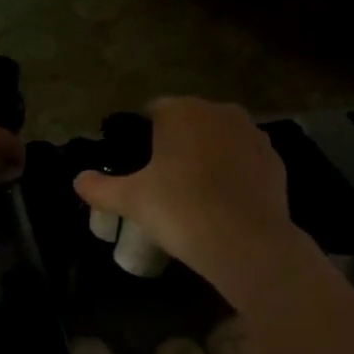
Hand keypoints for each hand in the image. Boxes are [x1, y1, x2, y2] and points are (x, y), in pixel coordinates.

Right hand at [73, 98, 303, 285]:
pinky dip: (234, 172)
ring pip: (220, 138)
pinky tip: (224, 201)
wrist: (245, 242)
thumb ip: (100, 187)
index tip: (139, 166)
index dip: (142, 136)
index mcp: (181, 111)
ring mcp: (252, 133)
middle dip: (177, 143)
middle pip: (189, 122)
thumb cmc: (179, 210)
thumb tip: (78, 180)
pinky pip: (244, 159)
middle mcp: (219, 111)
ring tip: (196, 192)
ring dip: (208, 155)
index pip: (153, 111)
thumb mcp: (131, 200)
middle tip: (164, 181)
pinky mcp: (275, 159)